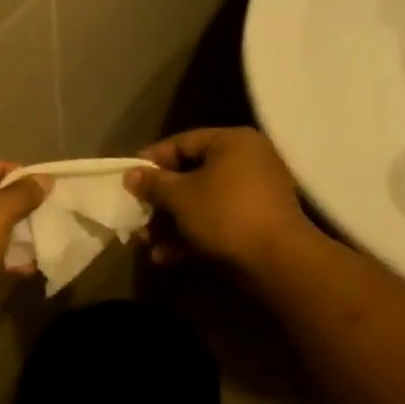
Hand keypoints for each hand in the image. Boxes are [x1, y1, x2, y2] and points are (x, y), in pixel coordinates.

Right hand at [125, 128, 314, 270]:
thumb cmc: (225, 214)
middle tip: (135, 216)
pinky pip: (216, 223)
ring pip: (201, 204)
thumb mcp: (180, 196)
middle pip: (191, 176)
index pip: (182, 142)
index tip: (127, 179)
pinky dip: (192, 237)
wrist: (277, 261)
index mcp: (232, 142)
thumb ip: (153, 183)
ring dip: (170, 224)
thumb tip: (130, 174)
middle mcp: (247, 162)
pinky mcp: (255, 225)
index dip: (151, 161)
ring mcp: (254, 195)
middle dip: (159, 201)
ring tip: (145, 243)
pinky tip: (166, 257)